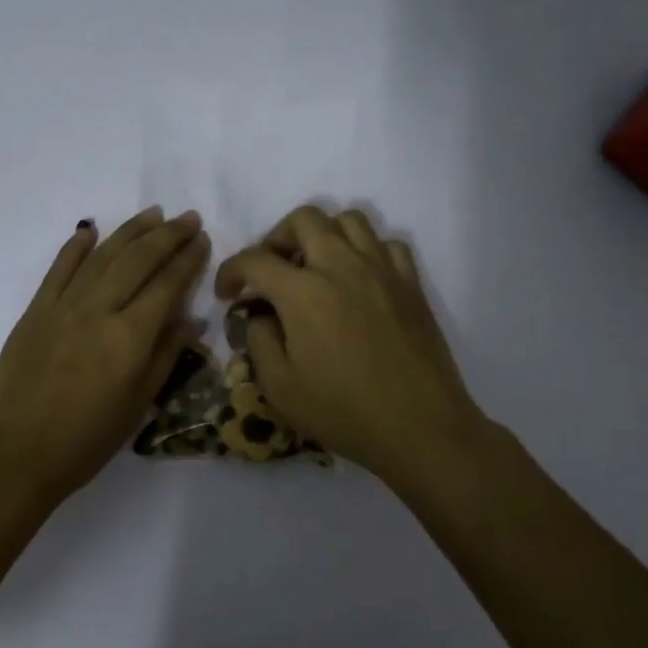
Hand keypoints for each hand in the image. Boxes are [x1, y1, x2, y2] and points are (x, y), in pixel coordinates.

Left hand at [0, 207, 209, 509]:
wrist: (14, 456)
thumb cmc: (84, 442)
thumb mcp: (137, 405)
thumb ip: (165, 356)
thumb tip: (192, 318)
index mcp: (129, 337)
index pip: (167, 285)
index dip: (188, 259)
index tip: (203, 239)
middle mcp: (98, 310)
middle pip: (138, 260)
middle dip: (167, 236)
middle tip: (188, 218)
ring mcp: (62, 306)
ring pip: (102, 256)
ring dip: (130, 231)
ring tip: (153, 214)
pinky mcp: (34, 311)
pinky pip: (58, 269)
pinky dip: (75, 246)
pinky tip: (90, 229)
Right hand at [215, 206, 486, 489]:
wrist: (420, 428)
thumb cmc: (343, 412)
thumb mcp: (279, 387)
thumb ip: (258, 340)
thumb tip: (259, 314)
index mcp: (303, 293)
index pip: (254, 259)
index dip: (231, 271)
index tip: (228, 294)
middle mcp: (342, 266)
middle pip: (303, 219)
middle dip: (277, 237)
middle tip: (272, 271)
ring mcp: (382, 270)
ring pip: (349, 219)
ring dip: (323, 234)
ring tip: (315, 267)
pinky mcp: (411, 283)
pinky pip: (386, 243)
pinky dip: (366, 250)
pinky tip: (358, 278)